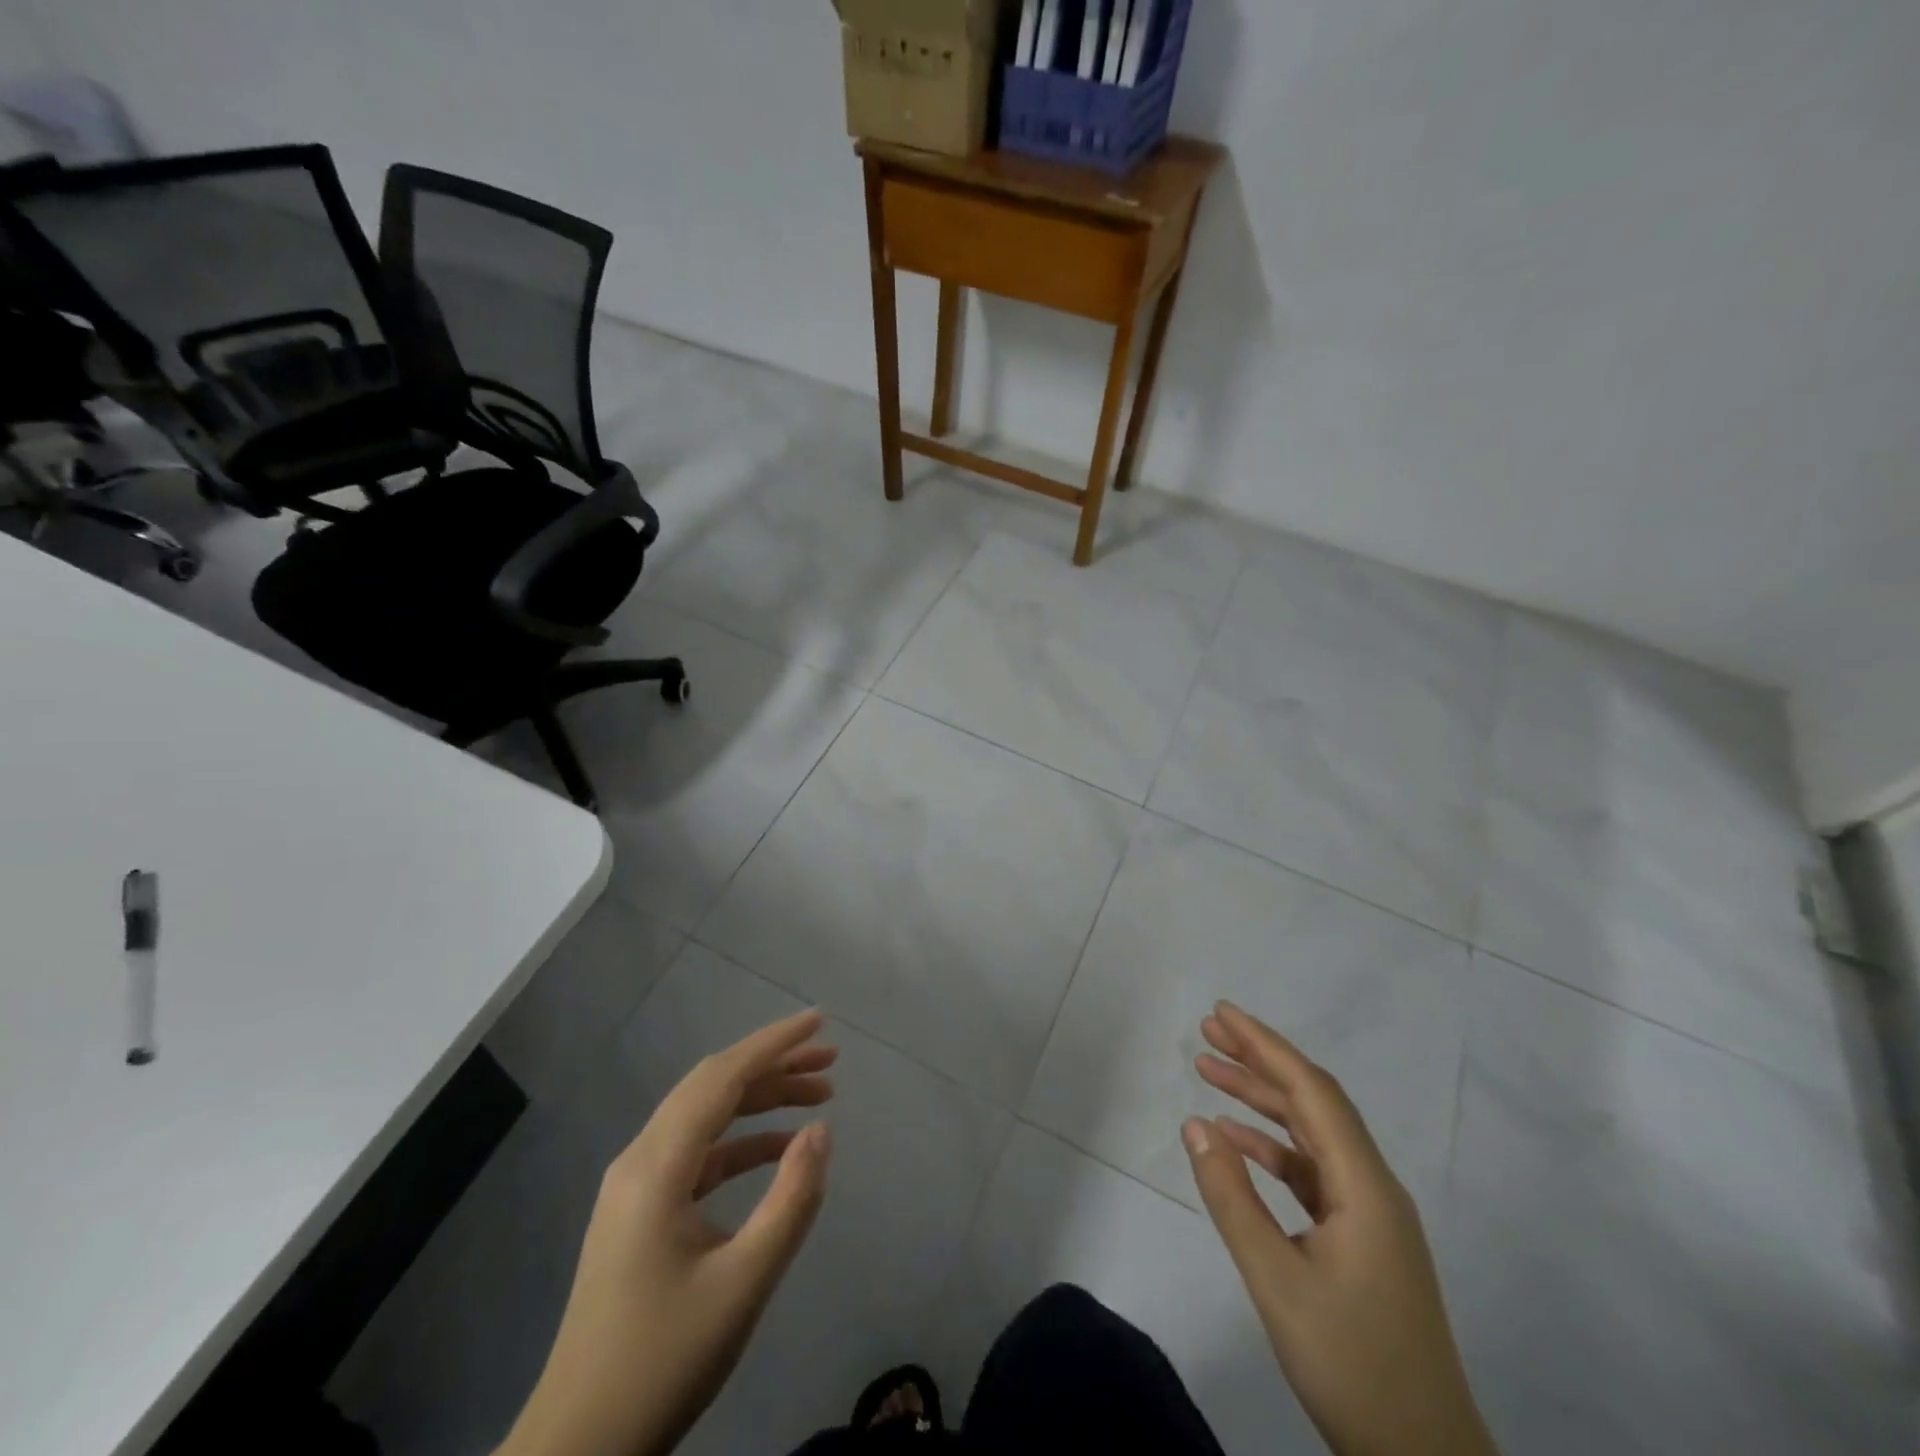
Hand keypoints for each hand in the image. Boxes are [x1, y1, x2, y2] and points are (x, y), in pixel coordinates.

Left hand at [499, 1009, 836, 1455]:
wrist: (579, 1448)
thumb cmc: (663, 1361)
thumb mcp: (743, 1283)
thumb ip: (790, 1200)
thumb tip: (821, 1131)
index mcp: (657, 1167)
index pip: (722, 1078)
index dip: (773, 1044)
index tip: (820, 1021)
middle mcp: (640, 1160)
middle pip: (713, 1087)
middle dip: (773, 1065)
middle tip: (830, 1060)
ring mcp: (636, 1186)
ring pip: (706, 1117)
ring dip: (760, 1100)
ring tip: (820, 1096)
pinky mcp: (641, 1211)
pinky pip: (698, 1153)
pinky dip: (742, 1141)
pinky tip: (780, 1149)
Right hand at [1182, 1002, 1495, 1455]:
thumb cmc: (1352, 1365)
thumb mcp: (1277, 1281)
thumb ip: (1232, 1198)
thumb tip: (1195, 1125)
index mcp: (1364, 1187)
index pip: (1311, 1091)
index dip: (1265, 1045)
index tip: (1222, 1013)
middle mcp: (1373, 1186)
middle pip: (1313, 1102)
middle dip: (1260, 1060)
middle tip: (1207, 1031)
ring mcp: (1370, 1214)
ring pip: (1311, 1134)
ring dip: (1262, 1101)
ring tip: (1209, 1072)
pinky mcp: (1361, 1239)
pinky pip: (1311, 1171)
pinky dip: (1272, 1148)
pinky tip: (1235, 1142)